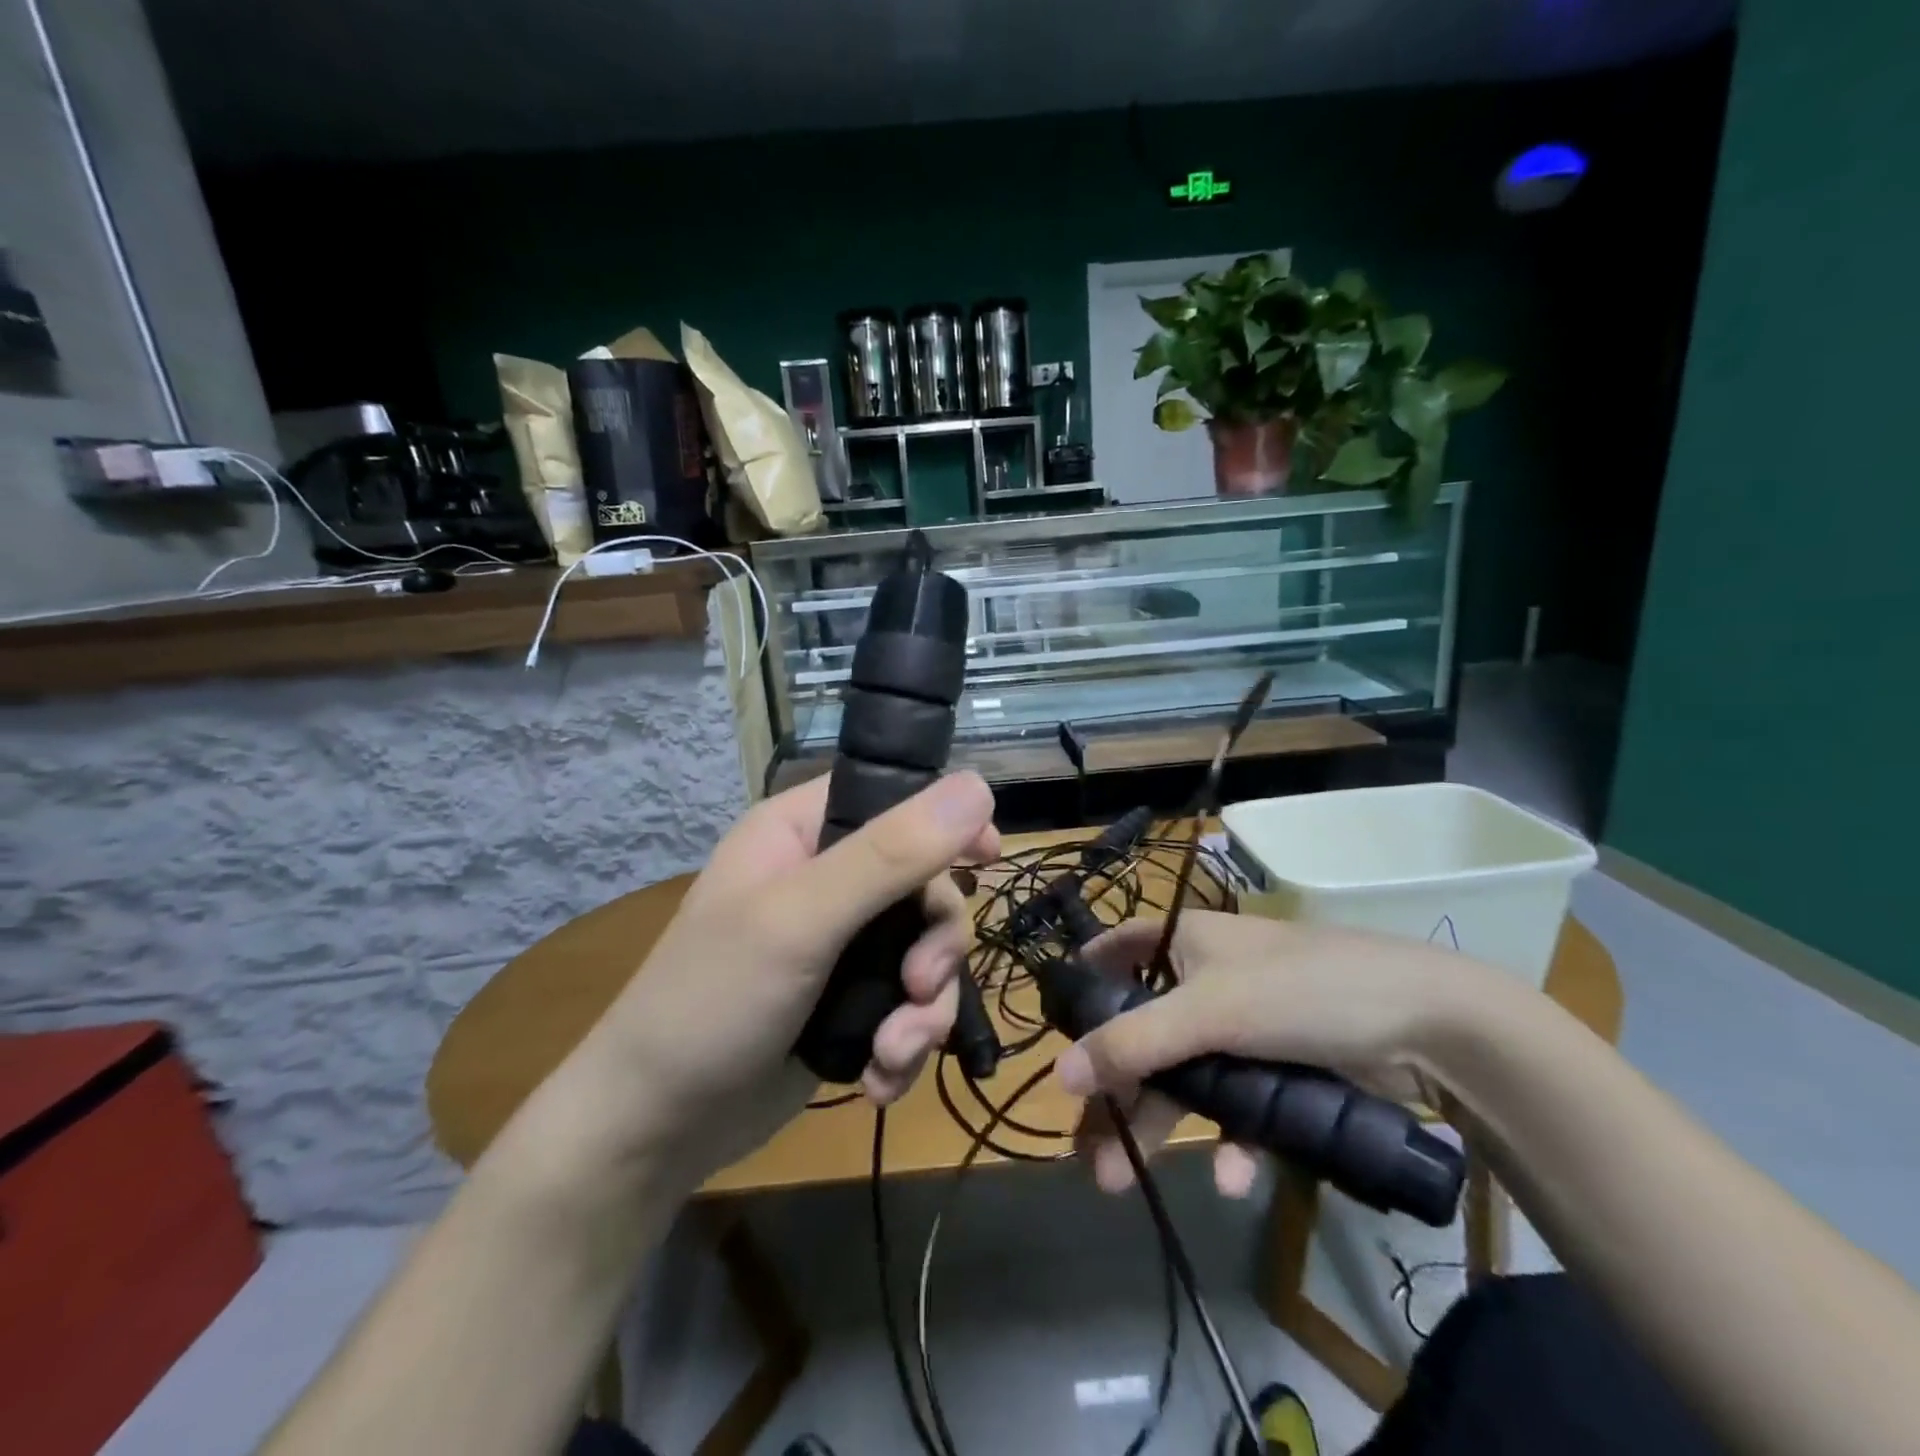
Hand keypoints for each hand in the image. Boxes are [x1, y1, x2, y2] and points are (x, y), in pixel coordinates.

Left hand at [569, 771, 997, 1191]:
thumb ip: (891, 854)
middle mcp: (825, 876)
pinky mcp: (848, 1000)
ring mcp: (839, 943)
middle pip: (924, 885)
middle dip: (935, 945)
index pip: (894, 798)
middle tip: (919, 986)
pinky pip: (909, 1003)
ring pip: (925, 952)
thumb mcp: (801, 919)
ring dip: (924, 1009)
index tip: (988, 857)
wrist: (655, 1128)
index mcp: (802, 831)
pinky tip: (880, 1079)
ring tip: (893, 1052)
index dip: (946, 822)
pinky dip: (906, 1041)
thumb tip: (979, 785)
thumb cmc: (712, 1002)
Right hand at [1055, 911, 1490, 1199]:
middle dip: (1117, 1091)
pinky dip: (1229, 1138)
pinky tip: (1229, 1177)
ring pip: (1188, 1077)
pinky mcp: (1282, 1069)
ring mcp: (1247, 1027)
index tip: (1060, 1033)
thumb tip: (1059, 1075)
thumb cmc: (1302, 991)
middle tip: (1087, 1149)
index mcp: (1186, 943)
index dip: (1087, 986)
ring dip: (1161, 1126)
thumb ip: (1133, 1042)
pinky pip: (1239, 1104)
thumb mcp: (1210, 1013)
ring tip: (1121, 1182)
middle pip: (1146, 1033)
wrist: (1430, 1026)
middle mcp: (1210, 980)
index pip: (1118, 951)